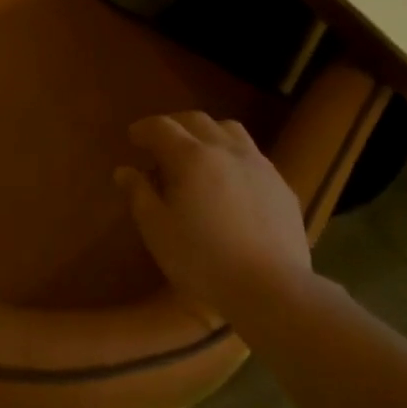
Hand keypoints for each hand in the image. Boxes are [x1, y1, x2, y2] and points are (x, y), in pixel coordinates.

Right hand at [115, 112, 312, 321]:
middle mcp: (226, 150)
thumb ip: (139, 195)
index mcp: (192, 157)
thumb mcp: (157, 231)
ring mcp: (259, 165)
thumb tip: (125, 171)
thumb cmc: (202, 260)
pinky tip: (231, 181)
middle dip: (175, 124)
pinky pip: (253, 156)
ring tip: (198, 152)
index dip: (144, 128)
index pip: (162, 127)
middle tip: (161, 141)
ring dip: (208, 133)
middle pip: (197, 120)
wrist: (271, 287)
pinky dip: (233, 156)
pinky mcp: (281, 185)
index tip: (133, 137)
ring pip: (230, 131)